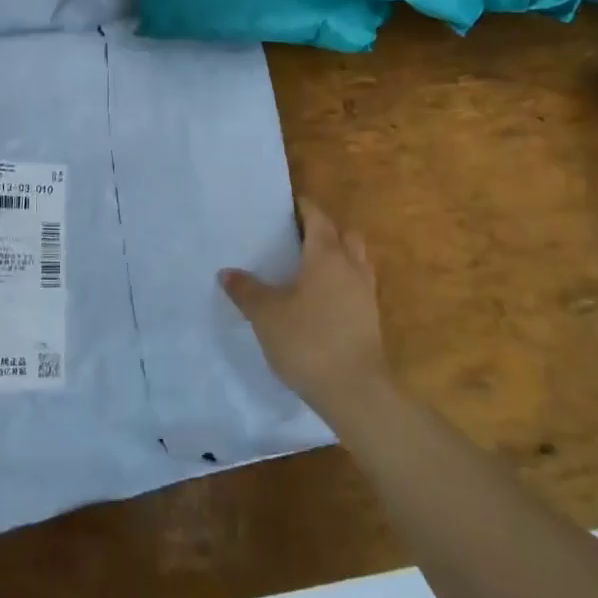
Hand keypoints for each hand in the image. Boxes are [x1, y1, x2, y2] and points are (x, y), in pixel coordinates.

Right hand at [222, 197, 388, 419]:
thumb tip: (227, 272)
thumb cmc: (308, 341)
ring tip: (309, 267)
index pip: (317, 217)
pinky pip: (357, 284)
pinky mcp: (370, 318)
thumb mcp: (266, 315)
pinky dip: (343, 281)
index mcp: (325, 255)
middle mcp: (351, 266)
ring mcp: (365, 293)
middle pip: (344, 234)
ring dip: (338, 255)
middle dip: (324, 229)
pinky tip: (321, 298)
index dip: (303, 207)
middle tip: (296, 237)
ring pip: (356, 259)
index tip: (285, 206)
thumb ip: (246, 290)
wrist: (356, 390)